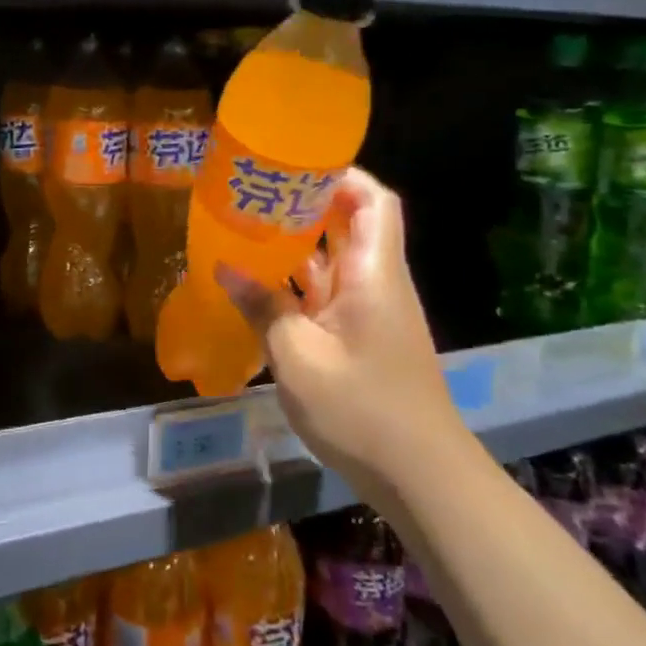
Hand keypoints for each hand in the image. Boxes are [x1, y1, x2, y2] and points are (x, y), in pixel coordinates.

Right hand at [222, 169, 464, 492]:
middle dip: (307, 206)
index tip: (294, 168)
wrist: (420, 477)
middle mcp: (378, 283)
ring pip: (336, 262)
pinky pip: (329, 296)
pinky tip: (261, 289)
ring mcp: (372, 313)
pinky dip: (299, 286)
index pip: (372, 201)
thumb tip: (225, 269)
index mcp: (374, 274)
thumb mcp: (298, 356)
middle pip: (352, 225)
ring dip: (298, 247)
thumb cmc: (361, 409)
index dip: (341, 176)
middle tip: (256, 196)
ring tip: (248, 233)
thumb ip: (262, 307)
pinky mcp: (364, 339)